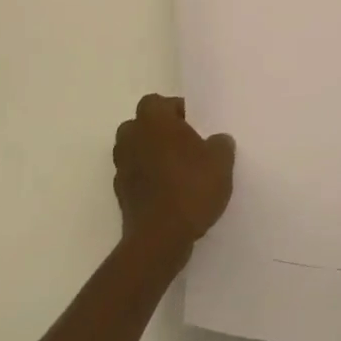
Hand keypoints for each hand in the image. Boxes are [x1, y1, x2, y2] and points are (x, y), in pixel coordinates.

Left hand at [114, 93, 235, 261]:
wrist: (160, 239)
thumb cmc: (191, 187)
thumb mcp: (221, 161)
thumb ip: (220, 143)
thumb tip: (217, 140)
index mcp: (152, 119)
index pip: (159, 102)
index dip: (177, 111)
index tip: (196, 126)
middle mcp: (131, 137)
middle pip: (143, 125)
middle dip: (161, 132)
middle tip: (187, 146)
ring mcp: (121, 167)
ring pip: (137, 151)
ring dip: (153, 156)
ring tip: (179, 172)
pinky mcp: (120, 194)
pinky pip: (136, 177)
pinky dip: (149, 180)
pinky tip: (170, 194)